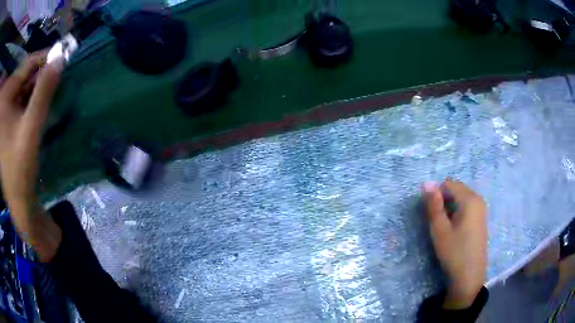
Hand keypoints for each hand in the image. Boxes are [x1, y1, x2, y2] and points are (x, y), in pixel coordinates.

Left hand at [0, 52, 63, 260]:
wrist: (19, 202)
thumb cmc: (20, 170)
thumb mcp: (30, 130)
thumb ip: (43, 93)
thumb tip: (61, 58)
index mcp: (6, 101)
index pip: (26, 65)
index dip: (43, 58)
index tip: (61, 55)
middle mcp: (5, 104)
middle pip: (24, 76)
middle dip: (40, 74)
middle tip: (58, 74)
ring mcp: (6, 115)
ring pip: (23, 89)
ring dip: (37, 88)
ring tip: (51, 90)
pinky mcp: (9, 124)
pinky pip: (21, 102)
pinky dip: (31, 100)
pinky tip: (40, 106)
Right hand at [423, 179, 486, 308]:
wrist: (470, 276)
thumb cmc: (454, 252)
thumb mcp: (440, 230)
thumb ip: (433, 205)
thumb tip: (427, 183)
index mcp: (470, 199)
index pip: (449, 183)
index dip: (436, 195)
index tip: (432, 214)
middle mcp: (478, 199)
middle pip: (456, 190)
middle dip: (444, 201)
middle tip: (438, 223)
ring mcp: (482, 209)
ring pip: (461, 199)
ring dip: (450, 208)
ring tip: (445, 228)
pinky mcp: (481, 219)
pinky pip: (467, 207)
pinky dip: (458, 213)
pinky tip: (455, 231)